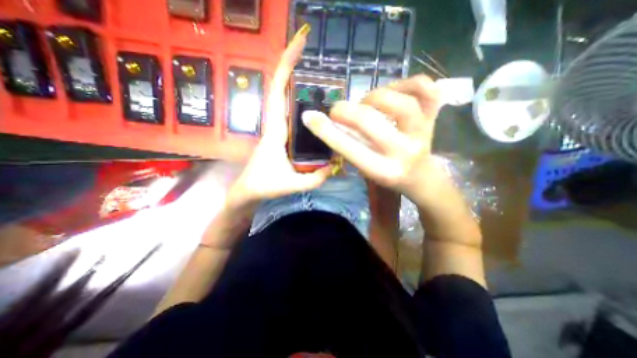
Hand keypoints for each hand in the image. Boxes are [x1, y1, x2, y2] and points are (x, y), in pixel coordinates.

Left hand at [226, 27, 330, 210]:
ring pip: (286, 100)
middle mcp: (276, 125)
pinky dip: (299, 103)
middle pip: (281, 89)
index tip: (298, 44)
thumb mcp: (292, 184)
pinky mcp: (281, 136)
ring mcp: (278, 129)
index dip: (286, 66)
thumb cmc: (264, 186)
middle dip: (291, 66)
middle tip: (307, 48)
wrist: (249, 191)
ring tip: (316, 72)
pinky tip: (316, 105)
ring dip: (296, 82)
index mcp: (275, 132)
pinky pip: (291, 115)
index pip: (277, 93)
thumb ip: (315, 178)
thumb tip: (335, 165)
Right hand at [302, 75, 444, 204]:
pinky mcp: (434, 117)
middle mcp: (404, 152)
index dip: (327, 131)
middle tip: (338, 110)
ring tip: (367, 102)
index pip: (350, 149)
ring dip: (375, 97)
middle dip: (347, 111)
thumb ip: (349, 146)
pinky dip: (408, 82)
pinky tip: (395, 90)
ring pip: (400, 103)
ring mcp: (423, 132)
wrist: (420, 176)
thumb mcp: (365, 167)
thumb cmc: (387, 173)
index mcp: (383, 170)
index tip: (310, 117)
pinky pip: (426, 88)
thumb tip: (325, 122)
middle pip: (371, 122)